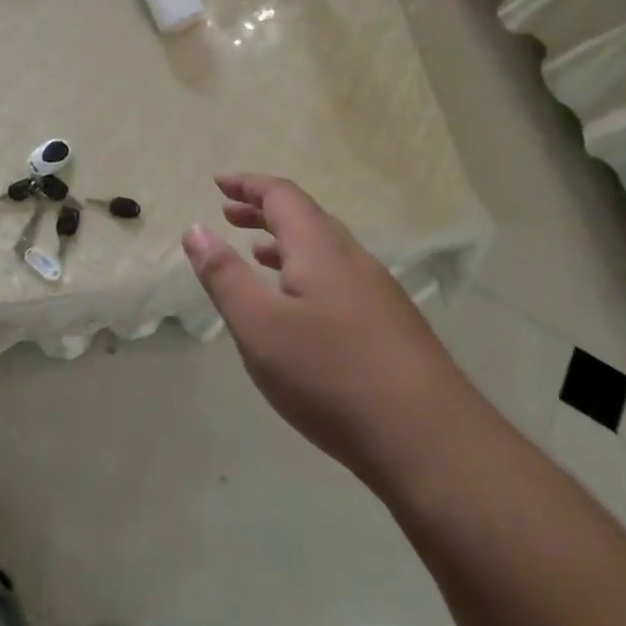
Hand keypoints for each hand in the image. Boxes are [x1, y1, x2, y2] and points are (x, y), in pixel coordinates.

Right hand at [182, 173, 465, 492]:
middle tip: (227, 212)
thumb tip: (195, 229)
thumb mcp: (259, 327)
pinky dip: (306, 270)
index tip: (218, 183)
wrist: (430, 442)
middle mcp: (353, 259)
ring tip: (254, 251)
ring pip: (325, 249)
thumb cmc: (331, 377)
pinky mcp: (391, 324)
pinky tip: (298, 304)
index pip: (282, 196)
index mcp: (320, 249)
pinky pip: (339, 276)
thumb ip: (224, 276)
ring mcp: (378, 292)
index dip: (248, 185)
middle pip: (306, 217)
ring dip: (285, 241)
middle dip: (264, 210)